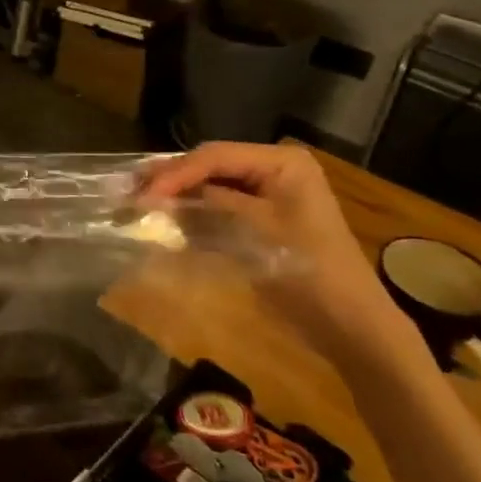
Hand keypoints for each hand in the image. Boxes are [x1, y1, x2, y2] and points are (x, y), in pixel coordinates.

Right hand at [140, 142, 421, 372]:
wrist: (349, 325)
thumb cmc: (310, 271)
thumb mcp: (257, 231)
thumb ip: (209, 205)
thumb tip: (157, 195)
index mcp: (283, 162)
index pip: (215, 156)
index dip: (175, 173)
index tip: (143, 195)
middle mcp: (274, 169)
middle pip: (209, 165)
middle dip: (171, 180)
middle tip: (131, 192)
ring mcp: (267, 194)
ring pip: (209, 184)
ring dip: (176, 194)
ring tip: (138, 202)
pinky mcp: (259, 218)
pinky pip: (217, 205)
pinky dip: (191, 211)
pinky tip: (163, 218)